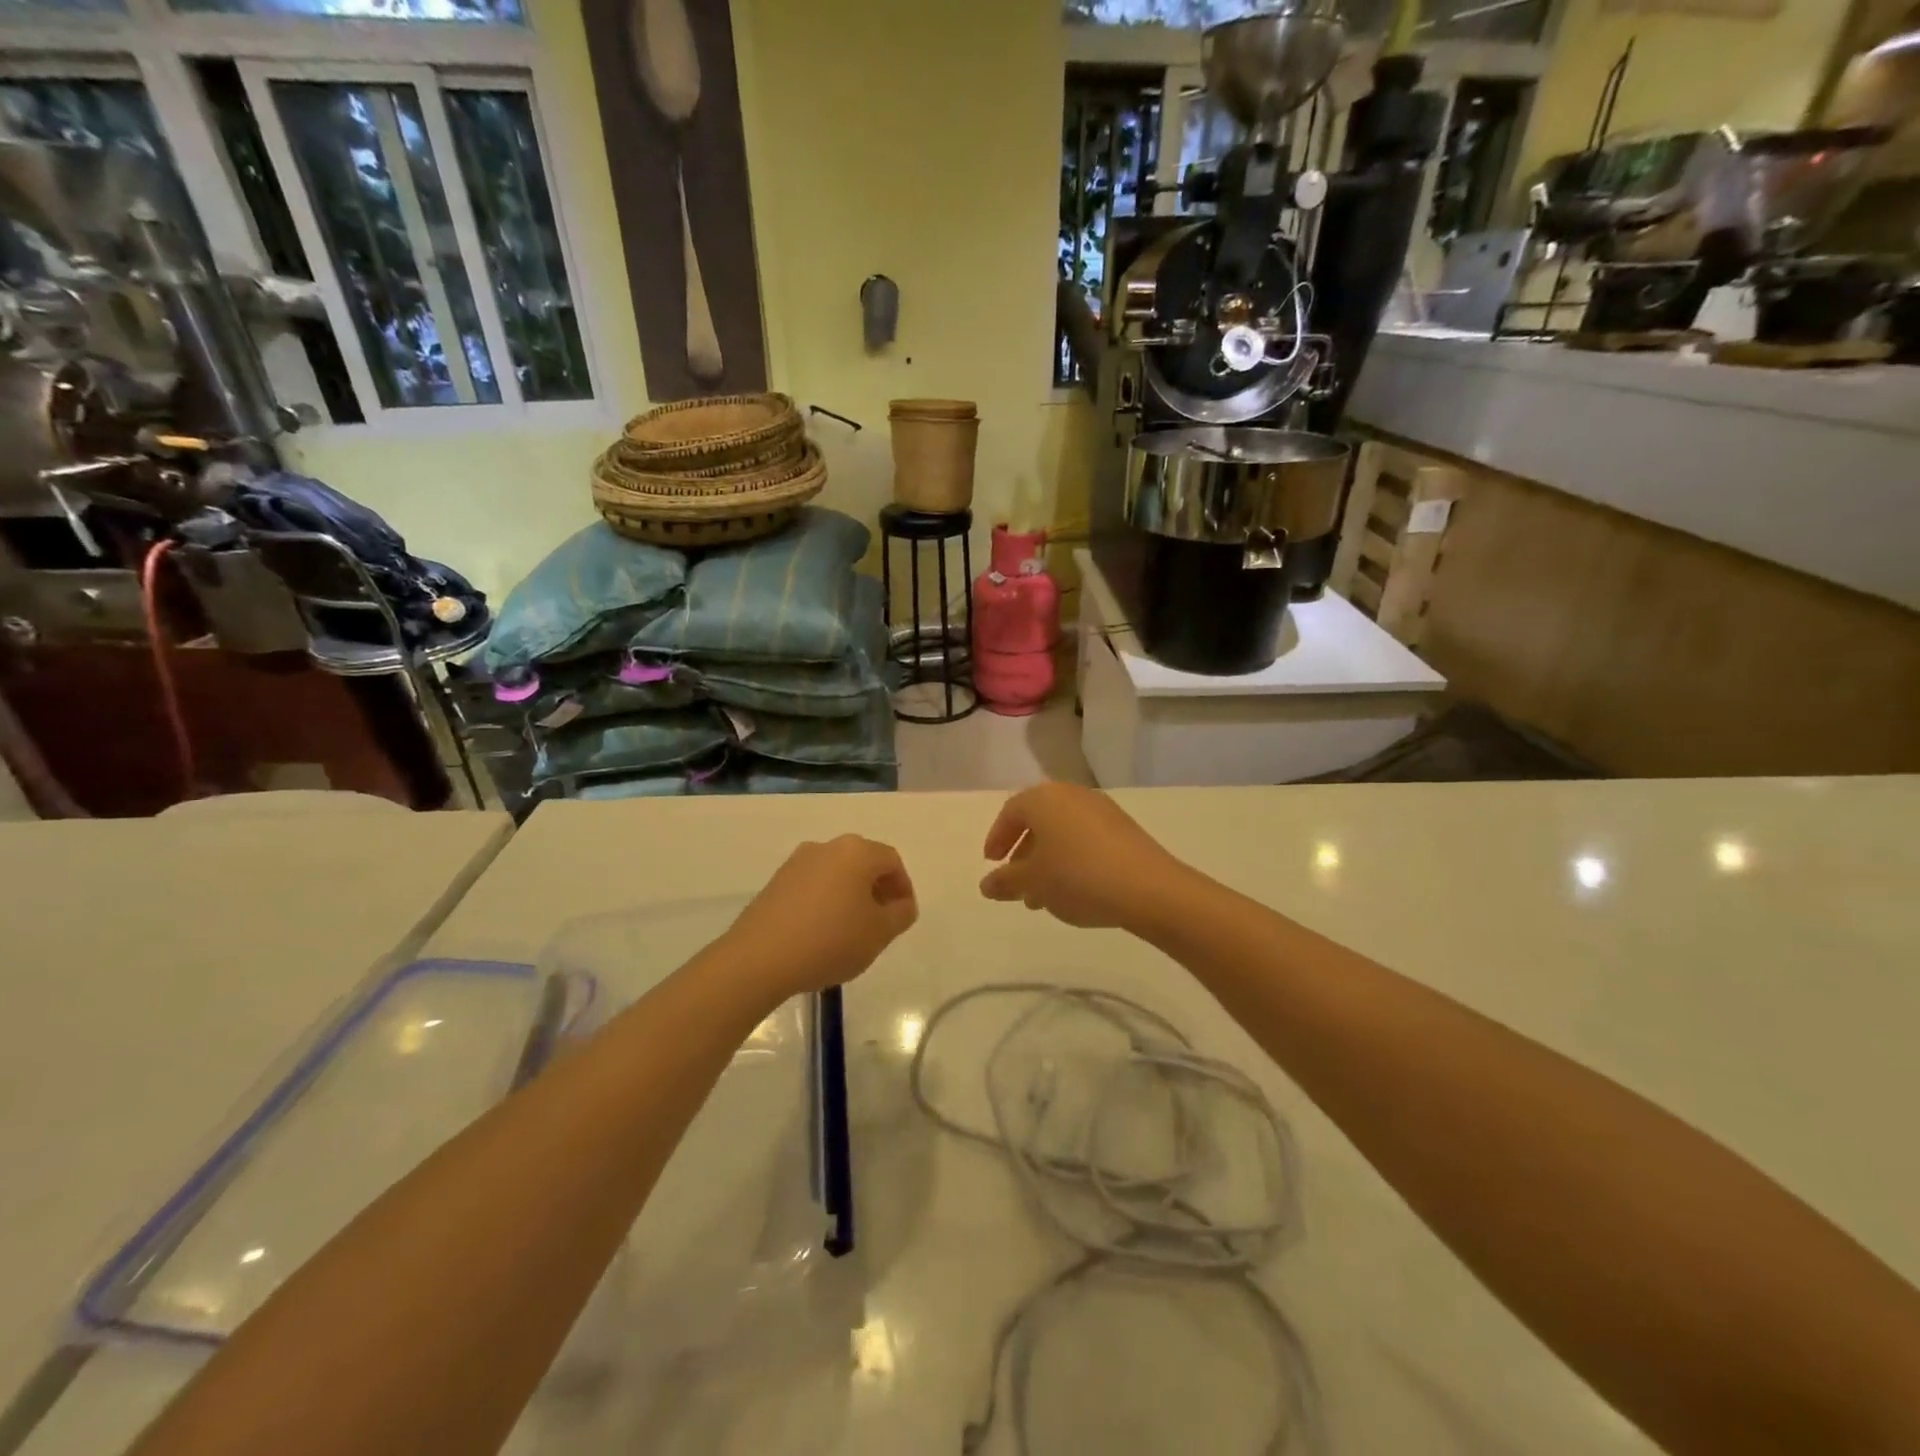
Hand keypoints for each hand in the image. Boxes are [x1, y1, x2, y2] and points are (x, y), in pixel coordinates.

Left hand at [722, 836, 917, 997]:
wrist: (759, 958)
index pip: (892, 862)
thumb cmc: (830, 940)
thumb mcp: (880, 933)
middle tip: (881, 923)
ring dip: (850, 897)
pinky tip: (822, 934)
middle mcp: (827, 847)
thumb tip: (901, 904)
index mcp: (856, 852)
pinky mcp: (776, 882)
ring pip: (837, 875)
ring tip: (851, 932)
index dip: (903, 888)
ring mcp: (797, 863)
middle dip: (877, 891)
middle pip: (863, 863)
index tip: (903, 917)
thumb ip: (901, 914)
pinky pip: (813, 886)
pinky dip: (825, 903)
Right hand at [980, 784, 1187, 930]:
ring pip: (1062, 832)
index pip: (1011, 812)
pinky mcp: (1123, 829)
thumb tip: (987, 884)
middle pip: (1038, 820)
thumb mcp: (1033, 882)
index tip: (991, 862)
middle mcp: (1071, 795)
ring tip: (1041, 897)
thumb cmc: (1077, 877)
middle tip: (1015, 881)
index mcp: (1043, 799)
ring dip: (1047, 860)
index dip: (997, 837)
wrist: (1147, 888)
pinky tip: (1072, 891)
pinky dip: (1071, 859)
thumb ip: (1005, 881)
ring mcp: (1101, 810)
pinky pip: (1085, 839)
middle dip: (1023, 852)